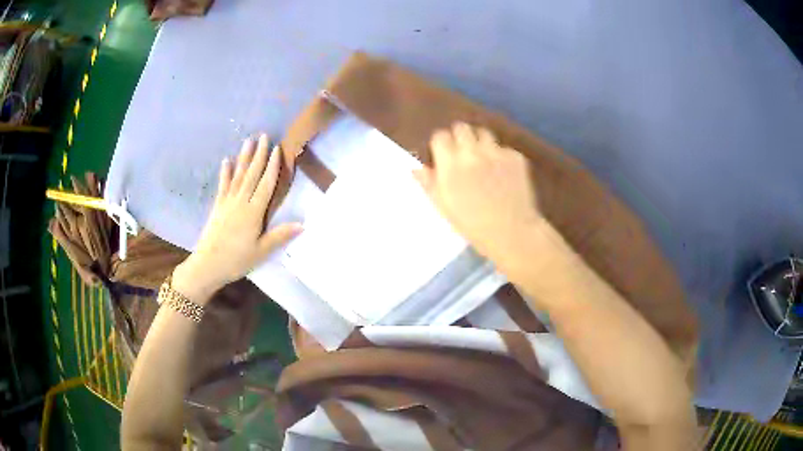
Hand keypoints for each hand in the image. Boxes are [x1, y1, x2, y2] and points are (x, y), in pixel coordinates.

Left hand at [173, 135, 301, 302]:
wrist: (208, 265)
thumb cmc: (237, 260)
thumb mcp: (262, 251)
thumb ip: (280, 235)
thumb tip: (303, 224)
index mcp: (254, 212)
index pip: (266, 184)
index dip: (272, 166)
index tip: (277, 149)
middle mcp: (241, 202)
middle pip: (252, 174)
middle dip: (259, 154)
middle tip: (264, 136)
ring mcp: (227, 202)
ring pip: (238, 175)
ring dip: (244, 157)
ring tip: (248, 141)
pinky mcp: (218, 206)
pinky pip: (223, 185)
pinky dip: (225, 172)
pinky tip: (227, 161)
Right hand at [414, 123, 543, 265]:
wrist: (511, 232)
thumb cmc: (472, 225)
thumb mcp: (444, 207)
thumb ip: (429, 183)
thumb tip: (416, 168)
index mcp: (451, 165)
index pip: (440, 136)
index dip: (440, 144)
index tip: (443, 154)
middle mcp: (473, 152)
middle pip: (461, 128)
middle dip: (459, 137)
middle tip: (462, 153)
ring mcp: (497, 153)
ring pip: (484, 133)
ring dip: (480, 142)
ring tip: (483, 159)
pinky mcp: (516, 157)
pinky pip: (503, 148)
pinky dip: (500, 157)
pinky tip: (502, 173)